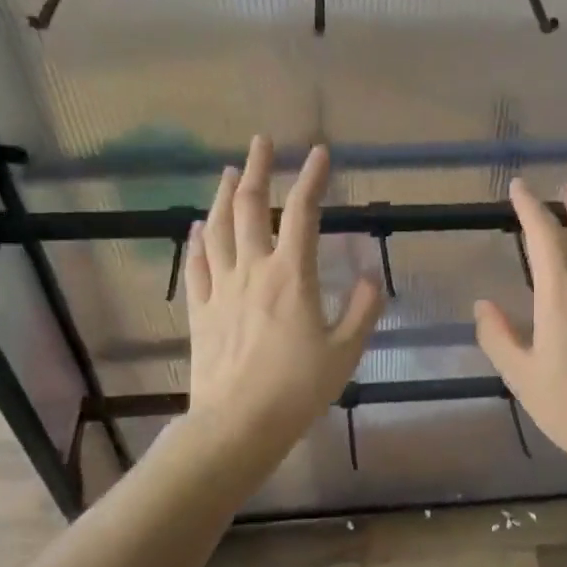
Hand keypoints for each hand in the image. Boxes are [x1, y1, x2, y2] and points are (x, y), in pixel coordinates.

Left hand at [184, 137, 383, 452]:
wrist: (238, 423)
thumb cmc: (298, 389)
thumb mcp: (345, 352)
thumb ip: (362, 311)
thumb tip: (370, 278)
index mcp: (291, 276)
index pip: (302, 213)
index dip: (311, 178)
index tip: (319, 153)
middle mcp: (253, 271)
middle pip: (249, 207)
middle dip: (257, 169)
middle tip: (261, 142)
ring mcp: (221, 289)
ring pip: (217, 229)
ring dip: (222, 195)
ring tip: (228, 171)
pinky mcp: (200, 310)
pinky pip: (196, 266)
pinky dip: (197, 241)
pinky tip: (198, 227)